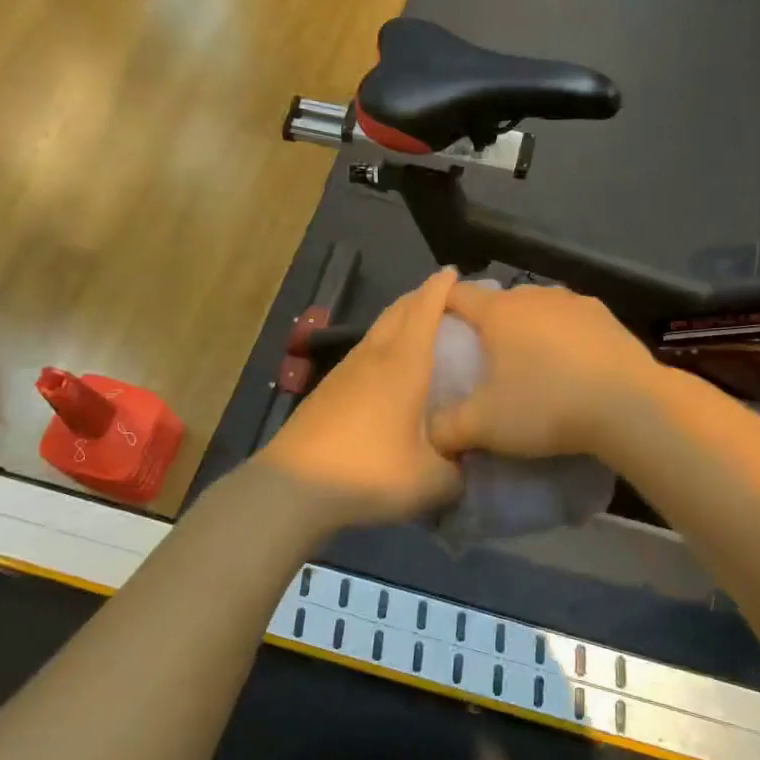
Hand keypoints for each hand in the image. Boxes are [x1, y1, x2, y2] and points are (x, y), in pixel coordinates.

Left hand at [258, 268, 463, 529]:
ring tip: (420, 332)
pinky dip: (382, 347)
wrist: (294, 487)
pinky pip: (363, 353)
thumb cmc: (370, 472)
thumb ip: (458, 472)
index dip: (442, 287)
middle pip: (398, 311)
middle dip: (421, 297)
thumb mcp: (431, 481)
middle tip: (445, 300)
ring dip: (399, 321)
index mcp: (404, 364)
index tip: (456, 273)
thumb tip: (465, 466)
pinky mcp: (327, 390)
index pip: (425, 309)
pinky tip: (388, 372)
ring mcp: (345, 371)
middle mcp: (374, 356)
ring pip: (377, 331)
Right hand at [426, 283, 657, 459]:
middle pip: (500, 302)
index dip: (439, 306)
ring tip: (529, 362)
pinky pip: (572, 323)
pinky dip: (563, 338)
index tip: (434, 325)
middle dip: (487, 323)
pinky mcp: (608, 318)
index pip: (457, 295)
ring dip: (529, 329)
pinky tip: (570, 366)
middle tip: (482, 357)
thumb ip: (447, 429)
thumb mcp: (484, 426)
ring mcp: (576, 303)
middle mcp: (535, 296)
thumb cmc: (546, 406)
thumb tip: (432, 435)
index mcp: (499, 312)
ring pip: (539, 310)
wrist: (629, 406)